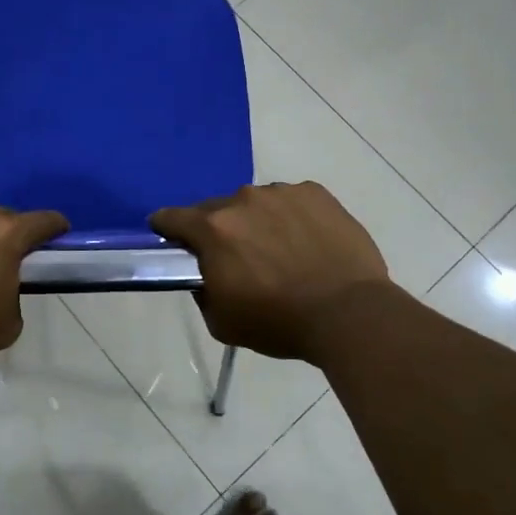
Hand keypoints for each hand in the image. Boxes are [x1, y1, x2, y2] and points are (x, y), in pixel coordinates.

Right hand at [150, 182, 392, 362]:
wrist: (349, 314)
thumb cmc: (279, 322)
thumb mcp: (221, 322)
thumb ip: (202, 291)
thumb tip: (205, 273)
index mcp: (213, 229)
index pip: (172, 217)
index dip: (166, 228)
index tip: (171, 240)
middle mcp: (243, 199)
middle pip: (216, 209)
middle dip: (219, 230)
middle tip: (238, 259)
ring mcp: (282, 192)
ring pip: (256, 203)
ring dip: (257, 222)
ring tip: (281, 252)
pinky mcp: (316, 193)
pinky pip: (291, 201)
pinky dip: (291, 217)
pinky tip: (307, 243)